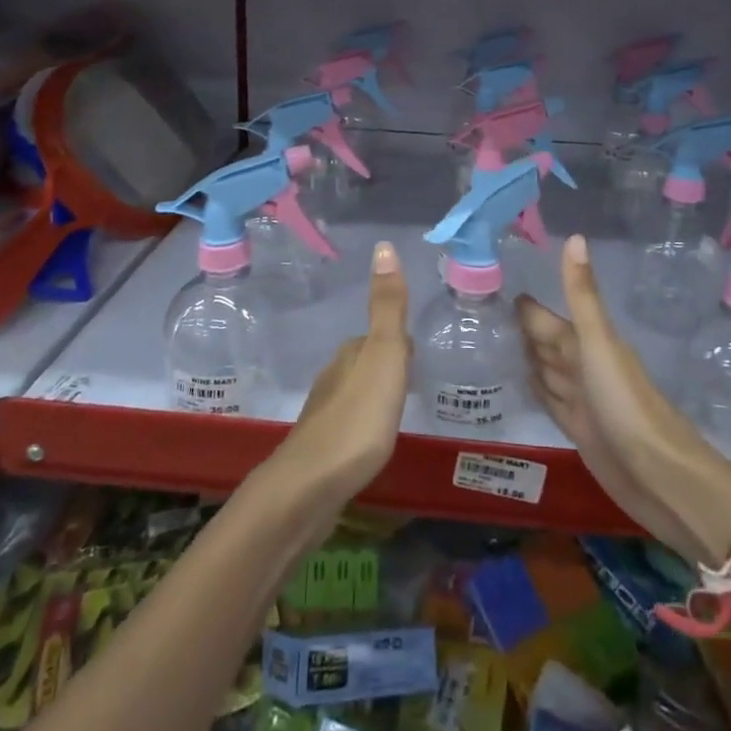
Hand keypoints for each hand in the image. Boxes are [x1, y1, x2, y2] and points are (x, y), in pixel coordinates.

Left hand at [273, 241, 411, 508]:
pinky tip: (372, 442)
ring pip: (355, 392)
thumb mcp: (384, 355)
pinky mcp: (321, 448)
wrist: (311, 485)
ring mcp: (324, 413)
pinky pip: (349, 423)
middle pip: (366, 362)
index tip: (419, 354)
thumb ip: (387, 306)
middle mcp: (333, 376)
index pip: (380, 336)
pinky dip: (363, 424)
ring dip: (374, 395)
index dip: (400, 342)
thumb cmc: (358, 417)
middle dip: (387, 366)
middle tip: (414, 380)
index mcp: (351, 354)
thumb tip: (383, 245)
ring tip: (398, 410)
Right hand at [518, 235, 730, 566]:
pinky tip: (516, 382)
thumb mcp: (599, 343)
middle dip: (519, 329)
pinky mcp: (577, 430)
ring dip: (524, 357)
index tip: (491, 284)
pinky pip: (548, 400)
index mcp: (586, 343)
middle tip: (480, 314)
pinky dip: (533, 389)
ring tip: (490, 343)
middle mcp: (582, 366)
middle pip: (545, 342)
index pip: (546, 318)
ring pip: (546, 370)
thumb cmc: (626, 403)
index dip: (524, 305)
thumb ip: (582, 294)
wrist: (660, 475)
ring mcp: (581, 399)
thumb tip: (574, 236)